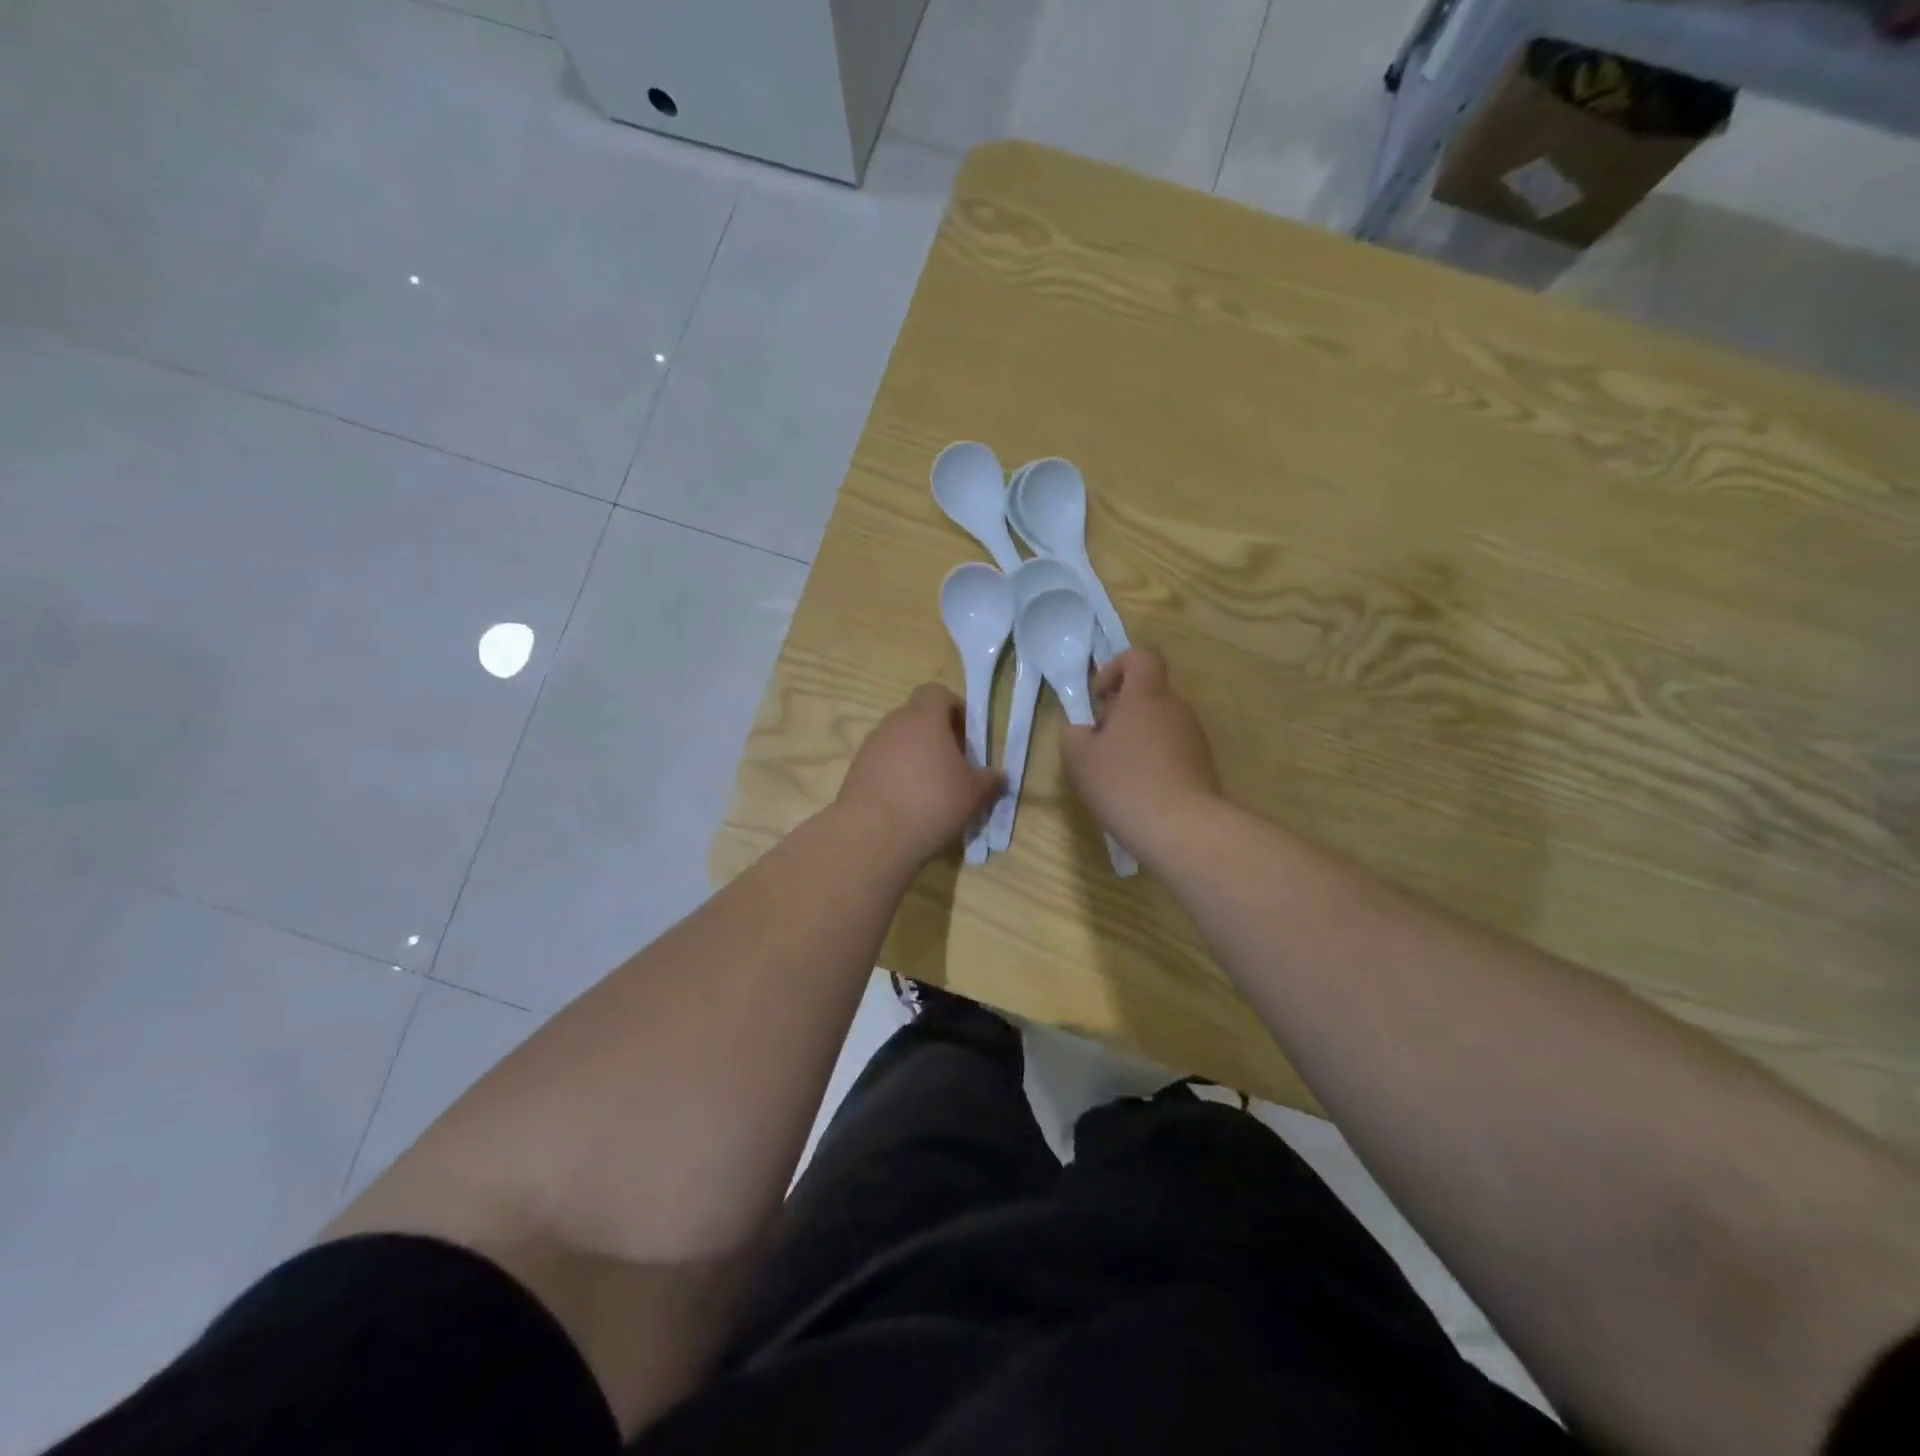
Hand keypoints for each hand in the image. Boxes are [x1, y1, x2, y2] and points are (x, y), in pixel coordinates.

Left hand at [836, 684, 1003, 864]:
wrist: (872, 835)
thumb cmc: (932, 802)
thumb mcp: (974, 794)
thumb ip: (990, 780)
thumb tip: (997, 776)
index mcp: (924, 718)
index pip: (937, 693)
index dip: (954, 709)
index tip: (966, 737)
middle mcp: (893, 724)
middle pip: (917, 718)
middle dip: (936, 737)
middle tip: (953, 767)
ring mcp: (869, 747)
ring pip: (898, 743)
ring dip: (914, 759)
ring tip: (929, 792)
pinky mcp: (855, 772)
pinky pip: (881, 766)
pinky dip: (895, 778)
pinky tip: (906, 806)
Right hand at [1061, 648, 1220, 852]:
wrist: (1180, 828)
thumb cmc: (1123, 782)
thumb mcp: (1078, 757)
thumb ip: (1074, 732)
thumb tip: (1084, 729)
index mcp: (1145, 696)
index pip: (1140, 657)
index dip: (1116, 668)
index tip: (1099, 698)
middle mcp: (1175, 707)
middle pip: (1148, 693)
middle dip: (1121, 711)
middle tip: (1099, 742)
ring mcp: (1194, 736)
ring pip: (1160, 723)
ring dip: (1137, 738)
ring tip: (1118, 772)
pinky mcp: (1203, 764)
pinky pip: (1173, 749)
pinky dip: (1154, 760)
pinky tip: (1140, 790)